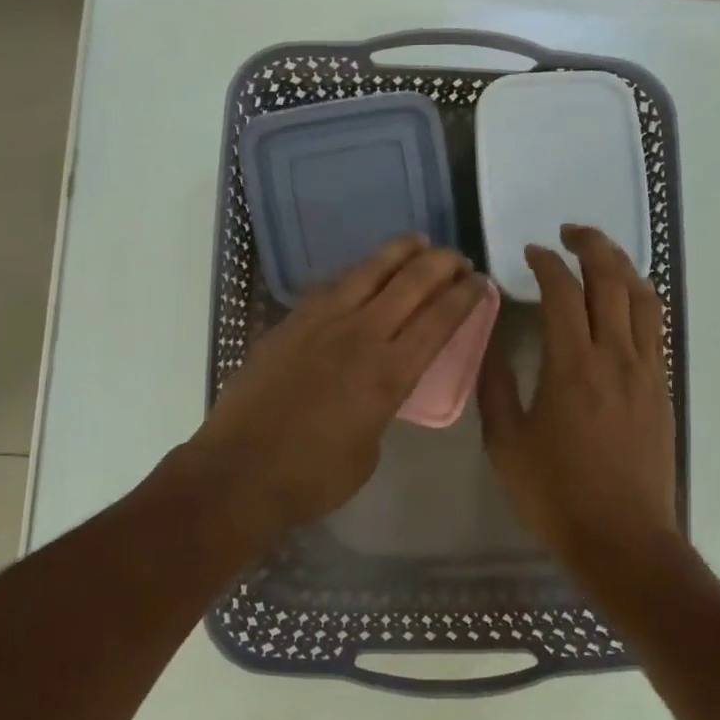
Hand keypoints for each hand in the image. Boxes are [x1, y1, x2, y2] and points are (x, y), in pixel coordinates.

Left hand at [187, 235, 488, 533]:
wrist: (239, 471)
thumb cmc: (312, 477)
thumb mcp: (368, 451)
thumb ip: (382, 408)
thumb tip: (377, 388)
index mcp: (389, 374)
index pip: (439, 320)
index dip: (465, 296)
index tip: (480, 281)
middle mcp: (361, 335)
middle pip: (411, 283)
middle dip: (441, 264)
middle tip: (457, 258)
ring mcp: (321, 322)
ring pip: (369, 270)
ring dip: (399, 252)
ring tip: (417, 242)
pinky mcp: (290, 322)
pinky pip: (331, 285)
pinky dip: (357, 273)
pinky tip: (363, 272)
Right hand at [478, 226, 677, 566]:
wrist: (624, 540)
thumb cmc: (556, 495)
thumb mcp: (506, 443)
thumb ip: (495, 386)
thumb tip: (490, 342)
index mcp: (572, 366)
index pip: (563, 291)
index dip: (546, 263)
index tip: (530, 253)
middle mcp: (615, 356)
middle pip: (611, 280)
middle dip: (591, 245)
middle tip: (569, 232)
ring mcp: (646, 370)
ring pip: (642, 297)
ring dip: (621, 264)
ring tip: (600, 252)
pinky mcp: (662, 387)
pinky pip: (655, 326)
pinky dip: (639, 297)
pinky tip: (625, 298)